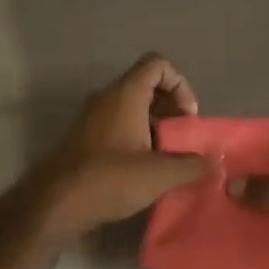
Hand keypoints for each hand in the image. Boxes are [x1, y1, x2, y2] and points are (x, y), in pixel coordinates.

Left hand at [20, 54, 206, 241]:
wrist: (54, 204)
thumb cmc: (109, 179)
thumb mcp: (159, 175)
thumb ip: (192, 165)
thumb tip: (214, 162)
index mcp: (125, 95)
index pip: (157, 64)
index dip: (180, 84)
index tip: (187, 118)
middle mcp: (106, 98)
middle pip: (146, 86)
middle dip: (171, 109)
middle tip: (183, 140)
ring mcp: (92, 118)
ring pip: (132, 108)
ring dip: (155, 126)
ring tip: (168, 158)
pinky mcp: (84, 139)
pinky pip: (117, 125)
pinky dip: (136, 137)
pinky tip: (145, 170)